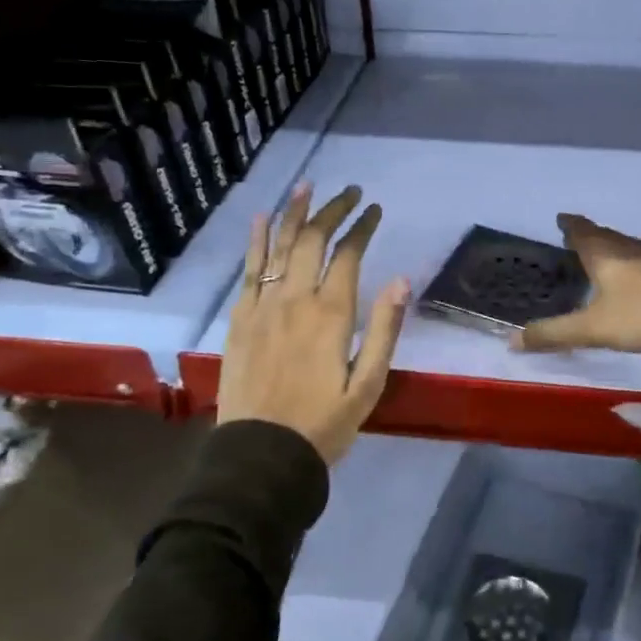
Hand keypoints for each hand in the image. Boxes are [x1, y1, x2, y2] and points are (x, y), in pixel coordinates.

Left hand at [217, 183, 409, 465]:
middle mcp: (295, 300)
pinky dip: (257, 241)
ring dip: (294, 213)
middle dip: (333, 210)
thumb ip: (385, 330)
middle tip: (350, 192)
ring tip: (306, 187)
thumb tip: (401, 281)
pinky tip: (263, 219)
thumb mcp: (368, 384)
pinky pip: (249, 270)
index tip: (375, 210)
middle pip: (313, 240)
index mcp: (331, 315)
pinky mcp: (240, 318)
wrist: (261, 454)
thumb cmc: (323, 423)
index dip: (363, 227)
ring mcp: (263, 306)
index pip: (348, 255)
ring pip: (280, 247)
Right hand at [513, 214, 640, 354]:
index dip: (570, 225)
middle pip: (605, 236)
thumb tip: (511, 341)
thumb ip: (553, 334)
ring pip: (626, 246)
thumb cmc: (640, 315)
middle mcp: (629, 250)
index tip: (561, 218)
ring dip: (611, 246)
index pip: (582, 232)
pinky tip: (633, 276)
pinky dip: (630, 262)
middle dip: (589, 234)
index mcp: (605, 254)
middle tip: (575, 236)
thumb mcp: (592, 329)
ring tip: (601, 253)